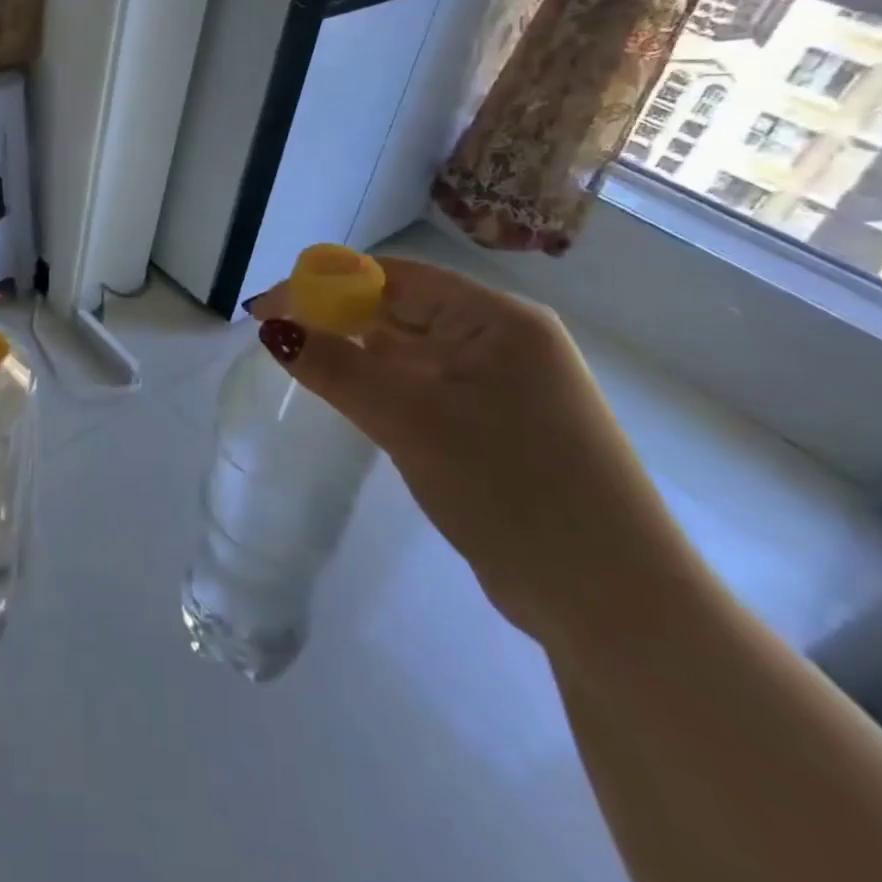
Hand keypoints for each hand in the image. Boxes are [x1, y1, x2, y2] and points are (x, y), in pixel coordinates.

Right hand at [248, 258, 706, 648]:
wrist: (612, 605)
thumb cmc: (513, 489)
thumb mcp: (412, 421)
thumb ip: (337, 368)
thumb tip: (272, 328)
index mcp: (497, 319)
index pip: (397, 277)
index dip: (327, 283)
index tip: (268, 307)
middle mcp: (502, 342)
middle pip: (401, 310)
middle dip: (337, 317)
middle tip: (274, 337)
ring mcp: (502, 387)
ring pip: (409, 353)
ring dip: (357, 354)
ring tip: (299, 363)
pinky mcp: (495, 428)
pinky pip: (423, 389)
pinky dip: (381, 388)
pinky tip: (347, 399)